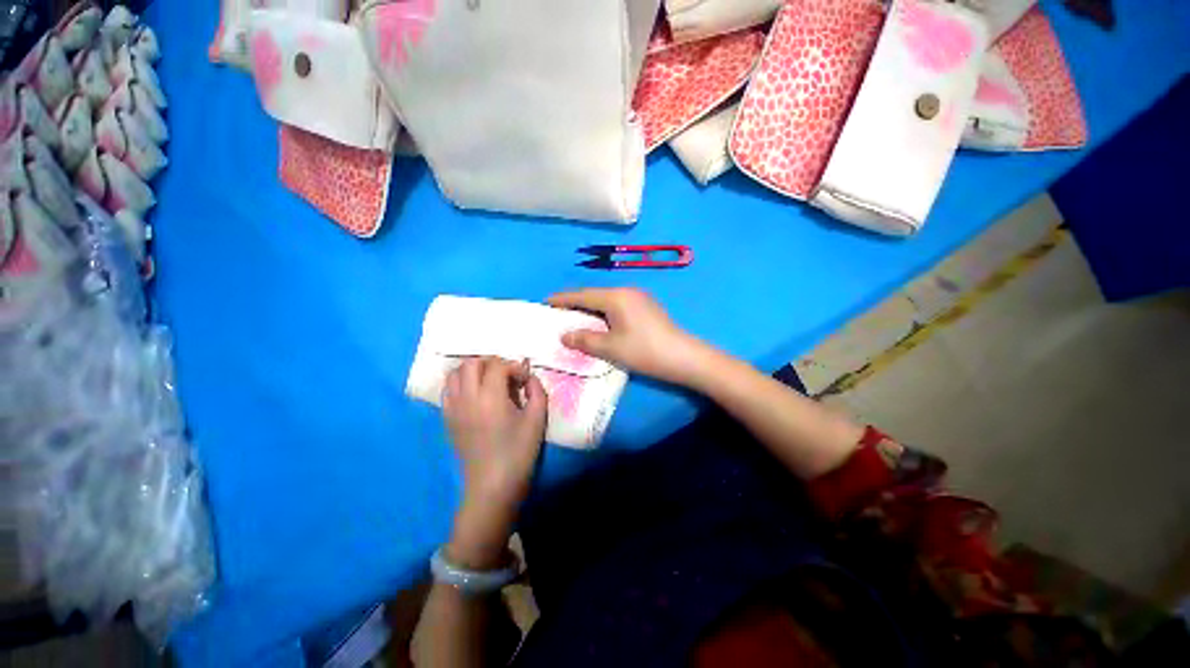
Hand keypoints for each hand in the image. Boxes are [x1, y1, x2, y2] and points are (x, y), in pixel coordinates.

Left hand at [443, 357, 546, 568]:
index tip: (524, 380)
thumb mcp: (538, 419)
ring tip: (489, 382)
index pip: (497, 365)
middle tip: (506, 375)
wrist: (492, 486)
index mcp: (490, 397)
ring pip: (454, 374)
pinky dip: (460, 384)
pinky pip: (447, 391)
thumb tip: (529, 377)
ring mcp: (453, 409)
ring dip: (473, 371)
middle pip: (471, 363)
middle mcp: (467, 398)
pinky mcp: (447, 420)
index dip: (513, 366)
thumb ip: (537, 391)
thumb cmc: (518, 452)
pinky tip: (475, 395)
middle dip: (491, 363)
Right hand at [548, 288, 707, 386]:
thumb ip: (585, 339)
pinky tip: (600, 323)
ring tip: (576, 319)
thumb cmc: (644, 351)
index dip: (563, 299)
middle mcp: (627, 291)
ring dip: (591, 309)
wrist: (683, 357)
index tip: (546, 302)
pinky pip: (617, 306)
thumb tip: (564, 336)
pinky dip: (604, 313)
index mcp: (616, 297)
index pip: (583, 294)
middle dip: (576, 303)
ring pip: (607, 300)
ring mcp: (639, 298)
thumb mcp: (611, 347)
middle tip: (558, 313)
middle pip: (595, 295)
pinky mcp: (647, 308)